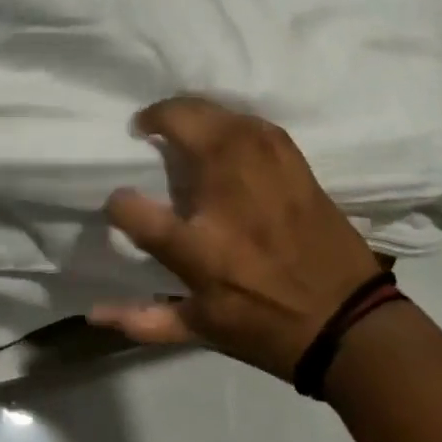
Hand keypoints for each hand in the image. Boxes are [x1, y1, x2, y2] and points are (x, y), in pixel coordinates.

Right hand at [91, 97, 385, 379]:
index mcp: (199, 248)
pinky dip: (230, 119)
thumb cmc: (268, 329)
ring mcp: (266, 173)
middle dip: (156, 118)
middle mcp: (228, 198)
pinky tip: (223, 129)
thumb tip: (91, 313)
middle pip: (186, 129)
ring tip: (178, 121)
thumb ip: (142, 319)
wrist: (350, 323)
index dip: (117, 203)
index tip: (118, 202)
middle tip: (145, 126)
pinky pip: (254, 123)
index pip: (134, 210)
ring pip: (220, 115)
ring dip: (192, 110)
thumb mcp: (201, 331)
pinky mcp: (294, 164)